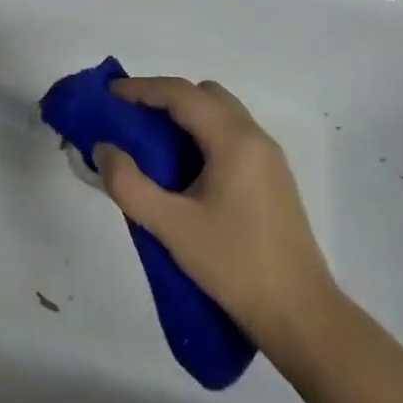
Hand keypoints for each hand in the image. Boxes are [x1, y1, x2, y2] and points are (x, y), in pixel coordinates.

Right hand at [94, 76, 335, 352]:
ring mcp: (269, 159)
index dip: (142, 88)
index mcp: (234, 141)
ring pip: (222, 114)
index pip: (182, 94)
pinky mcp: (272, 179)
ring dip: (185, 116)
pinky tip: (183, 168)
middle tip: (130, 118)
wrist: (299, 314)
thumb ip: (129, 185)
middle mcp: (255, 138)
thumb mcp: (171, 227)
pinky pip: (232, 136)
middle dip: (165, 98)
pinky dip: (202, 134)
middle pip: (206, 95)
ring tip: (151, 142)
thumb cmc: (234, 265)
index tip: (109, 94)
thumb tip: (104, 149)